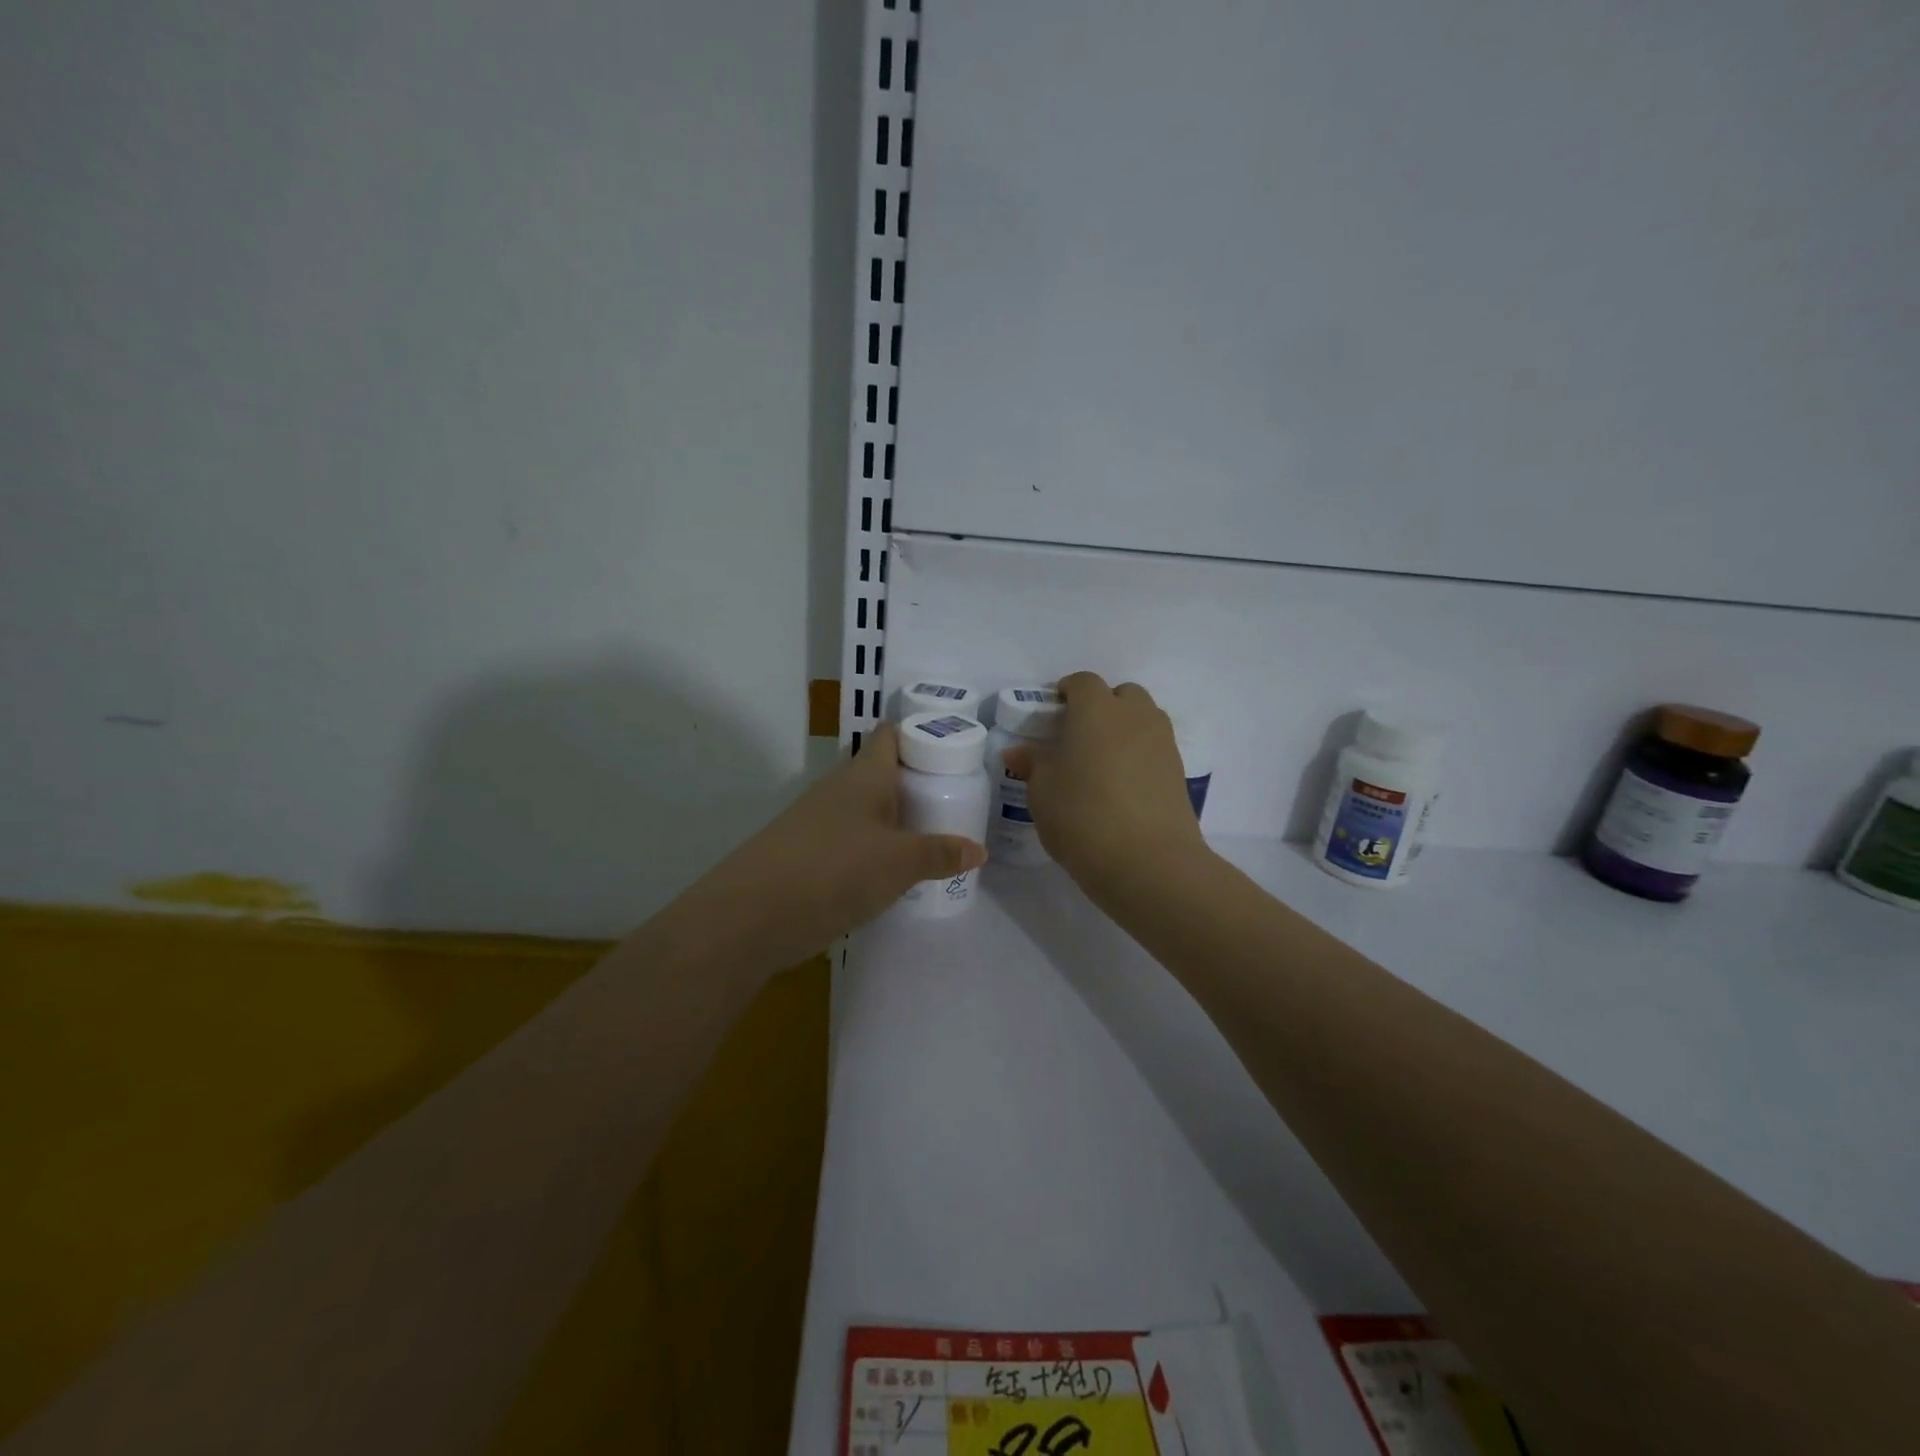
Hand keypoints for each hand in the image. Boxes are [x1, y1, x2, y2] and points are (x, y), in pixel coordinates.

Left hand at [696, 721, 987, 971]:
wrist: (752, 915)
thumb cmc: (836, 870)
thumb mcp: (900, 863)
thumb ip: (940, 854)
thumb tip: (979, 850)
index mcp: (863, 775)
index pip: (890, 735)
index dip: (920, 735)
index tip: (953, 751)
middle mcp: (839, 790)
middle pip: (881, 774)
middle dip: (916, 784)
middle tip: (954, 801)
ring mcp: (818, 823)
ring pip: (865, 810)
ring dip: (895, 820)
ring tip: (932, 837)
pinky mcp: (807, 855)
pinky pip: (850, 841)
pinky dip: (873, 850)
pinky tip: (893, 873)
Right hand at [1002, 672, 1209, 896]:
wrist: (1148, 861)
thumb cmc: (1082, 816)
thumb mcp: (1042, 792)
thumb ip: (1032, 764)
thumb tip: (1019, 752)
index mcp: (1096, 710)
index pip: (1083, 682)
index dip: (1068, 691)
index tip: (1054, 709)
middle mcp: (1134, 716)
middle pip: (1122, 694)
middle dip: (1102, 706)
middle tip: (1080, 735)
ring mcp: (1162, 743)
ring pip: (1144, 719)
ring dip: (1125, 729)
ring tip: (1102, 761)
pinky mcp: (1179, 772)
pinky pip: (1155, 749)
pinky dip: (1140, 756)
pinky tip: (1123, 786)